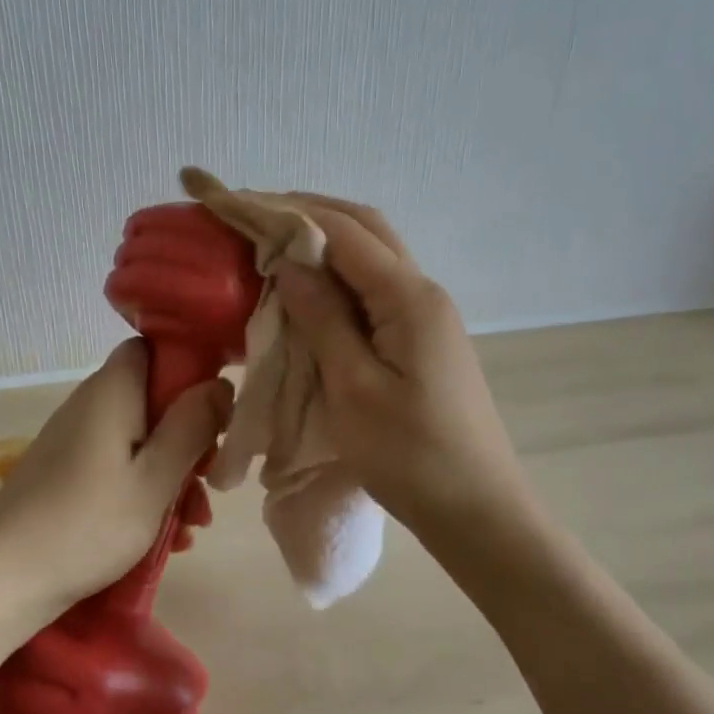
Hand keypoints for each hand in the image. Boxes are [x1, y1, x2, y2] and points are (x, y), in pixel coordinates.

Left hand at [0, 340, 232, 634]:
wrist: (1, 578)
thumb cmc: (87, 523)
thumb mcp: (155, 479)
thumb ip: (191, 427)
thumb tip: (221, 384)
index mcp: (112, 393)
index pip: (151, 349)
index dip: (187, 368)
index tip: (214, 409)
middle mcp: (91, 406)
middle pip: (152, 400)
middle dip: (189, 439)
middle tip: (210, 480)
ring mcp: (76, 441)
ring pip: (140, 441)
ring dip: (172, 475)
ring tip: (193, 525)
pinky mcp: (67, 474)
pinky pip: (118, 468)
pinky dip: (145, 492)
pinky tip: (167, 537)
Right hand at [273, 196, 538, 543]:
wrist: (477, 511)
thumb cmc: (411, 456)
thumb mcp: (353, 388)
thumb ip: (322, 318)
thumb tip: (289, 261)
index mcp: (408, 298)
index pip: (342, 231)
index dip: (286, 210)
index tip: (235, 202)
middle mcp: (422, 292)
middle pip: (363, 228)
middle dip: (306, 211)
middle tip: (251, 213)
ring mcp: (424, 315)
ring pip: (370, 256)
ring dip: (322, 240)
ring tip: (269, 240)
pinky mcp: (418, 338)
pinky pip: (372, 289)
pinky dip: (335, 275)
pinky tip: (306, 288)